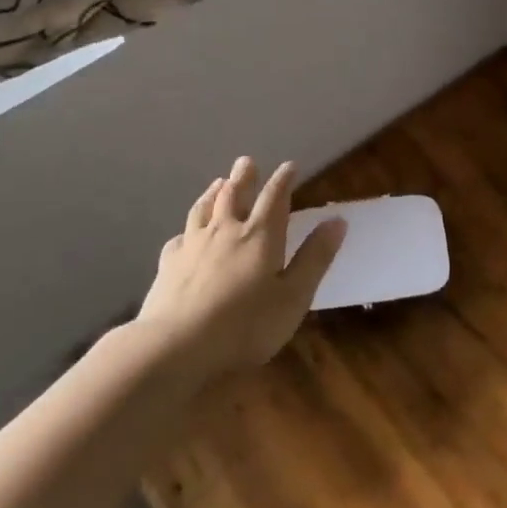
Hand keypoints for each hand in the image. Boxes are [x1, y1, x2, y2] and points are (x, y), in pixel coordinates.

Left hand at [139, 158, 347, 376]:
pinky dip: (187, 230)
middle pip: (234, 195)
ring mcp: (193, 245)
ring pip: (204, 209)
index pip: (275, 198)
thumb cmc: (246, 325)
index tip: (289, 166)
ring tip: (218, 183)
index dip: (283, 180)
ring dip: (213, 193)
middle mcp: (225, 231)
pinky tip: (185, 234)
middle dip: (243, 177)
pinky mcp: (169, 264)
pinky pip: (179, 237)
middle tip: (246, 161)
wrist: (177, 346)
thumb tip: (337, 221)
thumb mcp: (294, 296)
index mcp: (260, 236)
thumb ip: (315, 257)